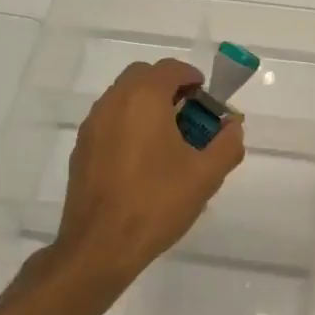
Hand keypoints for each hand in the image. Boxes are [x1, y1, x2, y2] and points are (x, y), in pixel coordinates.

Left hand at [55, 58, 244, 285]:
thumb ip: (227, 144)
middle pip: (142, 77)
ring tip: (169, 140)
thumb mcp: (206, 175)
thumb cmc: (157, 203)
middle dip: (168, 87)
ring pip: (122, 98)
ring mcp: (92, 126)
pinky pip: (109, 122)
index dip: (192, 77)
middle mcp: (113, 103)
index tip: (207, 98)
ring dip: (147, 106)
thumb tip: (233, 126)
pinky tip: (143, 161)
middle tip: (190, 115)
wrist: (100, 246)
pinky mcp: (81, 150)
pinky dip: (129, 125)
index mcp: (144, 99)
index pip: (170, 68)